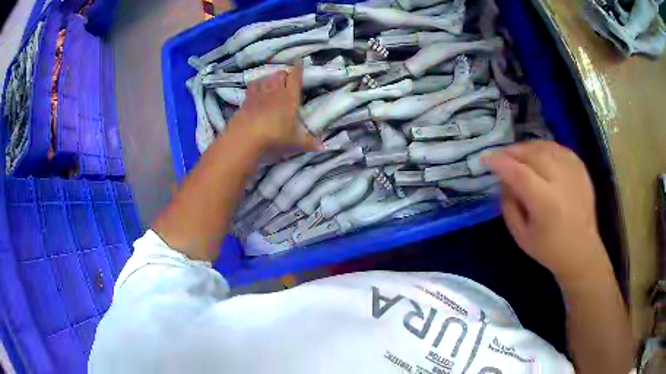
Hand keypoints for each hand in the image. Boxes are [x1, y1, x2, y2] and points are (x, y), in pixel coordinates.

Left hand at [227, 66, 320, 152]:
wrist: (246, 136)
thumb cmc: (275, 136)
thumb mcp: (295, 142)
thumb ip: (309, 143)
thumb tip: (323, 147)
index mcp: (290, 97)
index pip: (296, 77)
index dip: (299, 68)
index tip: (301, 62)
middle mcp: (276, 91)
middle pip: (280, 74)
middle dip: (284, 74)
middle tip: (287, 80)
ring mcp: (260, 93)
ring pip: (266, 77)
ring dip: (270, 78)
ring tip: (272, 82)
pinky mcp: (247, 99)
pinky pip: (252, 85)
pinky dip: (256, 84)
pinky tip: (257, 88)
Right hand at [483, 141, 607, 281]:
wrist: (582, 251)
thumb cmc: (549, 250)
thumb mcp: (521, 236)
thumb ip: (509, 206)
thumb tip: (503, 181)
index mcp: (545, 203)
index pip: (518, 173)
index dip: (499, 162)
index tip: (485, 159)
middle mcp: (561, 182)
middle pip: (532, 154)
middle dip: (512, 151)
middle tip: (501, 156)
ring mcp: (573, 172)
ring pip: (546, 147)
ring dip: (528, 147)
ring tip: (518, 155)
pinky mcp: (581, 169)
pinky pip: (559, 148)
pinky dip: (545, 148)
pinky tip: (539, 154)